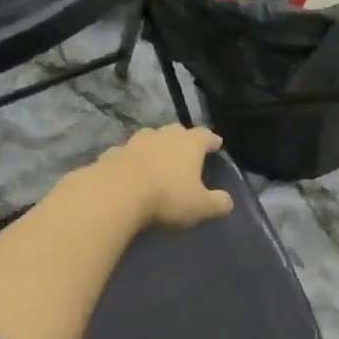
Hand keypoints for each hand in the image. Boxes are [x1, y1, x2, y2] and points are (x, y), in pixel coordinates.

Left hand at [90, 125, 234, 229]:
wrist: (116, 194)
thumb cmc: (167, 197)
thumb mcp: (200, 207)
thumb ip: (217, 203)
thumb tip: (227, 201)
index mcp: (189, 143)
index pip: (205, 135)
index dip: (212, 140)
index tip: (217, 144)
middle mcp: (163, 135)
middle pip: (176, 132)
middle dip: (183, 140)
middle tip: (186, 152)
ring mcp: (134, 142)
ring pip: (149, 139)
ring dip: (155, 147)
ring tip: (158, 160)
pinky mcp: (112, 154)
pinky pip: (126, 154)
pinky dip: (131, 161)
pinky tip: (130, 172)